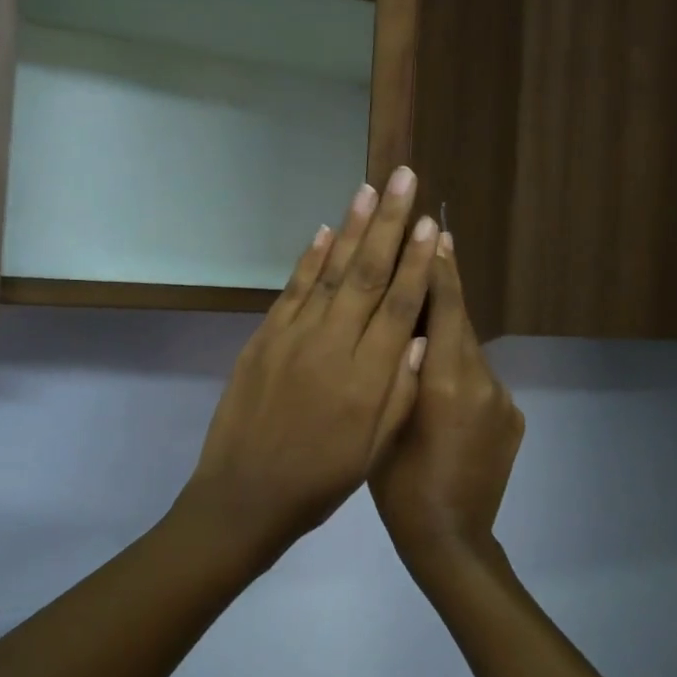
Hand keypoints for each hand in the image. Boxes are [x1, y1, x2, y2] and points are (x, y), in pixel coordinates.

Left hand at [175, 167, 440, 569]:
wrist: (244, 496)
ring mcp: (292, 337)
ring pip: (329, 271)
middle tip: (404, 179)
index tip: (432, 224)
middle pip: (367, 274)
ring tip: (370, 189)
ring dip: (352, 228)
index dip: (418, 262)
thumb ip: (400, 391)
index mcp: (366, 378)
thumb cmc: (320, 481)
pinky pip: (292, 290)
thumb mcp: (373, 450)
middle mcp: (331, 346)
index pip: (399, 305)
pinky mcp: (263, 338)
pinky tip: (325, 231)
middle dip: (390, 223)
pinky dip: (310, 258)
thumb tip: (420, 335)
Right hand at [369, 235, 524, 581]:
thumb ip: (400, 374)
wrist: (451, 541)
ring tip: (422, 329)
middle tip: (429, 252)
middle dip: (445, 292)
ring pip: (470, 355)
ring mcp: (503, 402)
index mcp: (446, 382)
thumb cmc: (399, 486)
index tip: (436, 232)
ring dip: (449, 338)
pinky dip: (462, 374)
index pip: (448, 310)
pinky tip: (441, 387)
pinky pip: (482, 383)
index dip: (442, 270)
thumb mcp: (384, 424)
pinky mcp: (513, 420)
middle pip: (462, 325)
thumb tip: (411, 330)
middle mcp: (483, 383)